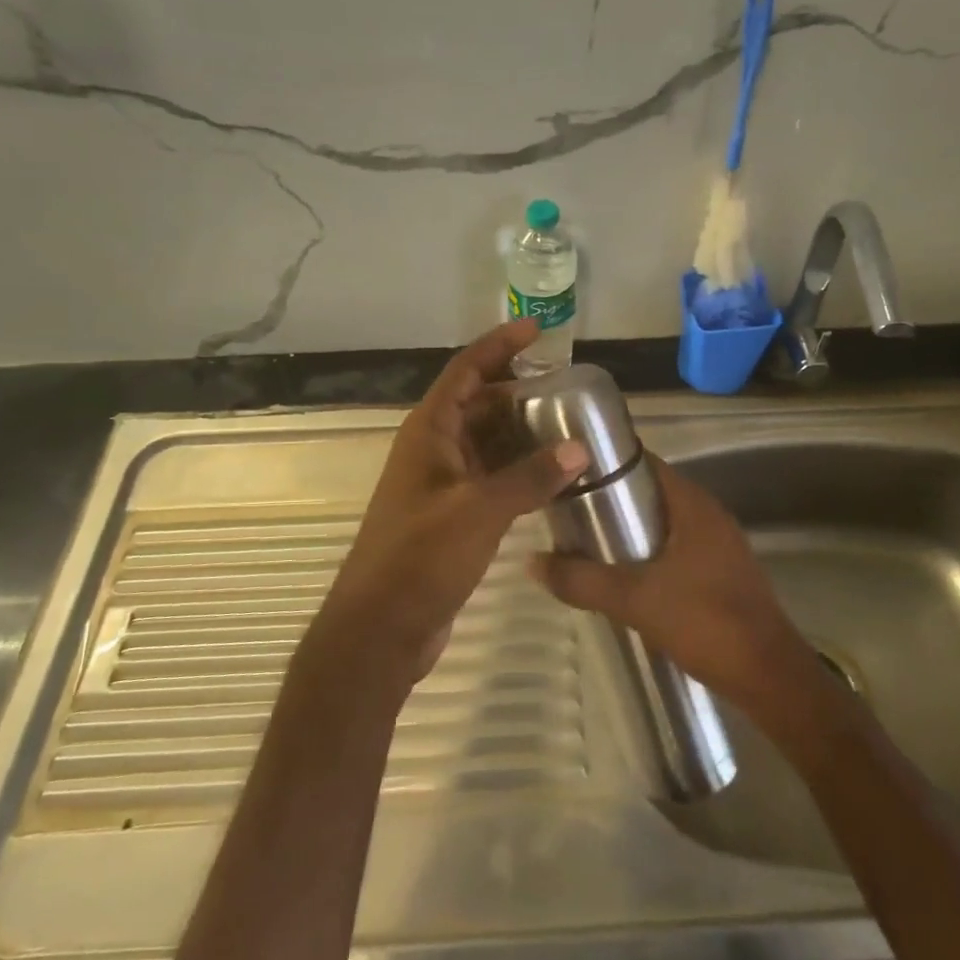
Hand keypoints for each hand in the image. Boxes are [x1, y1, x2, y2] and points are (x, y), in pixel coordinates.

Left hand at [313, 319, 589, 690]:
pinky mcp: (453, 516)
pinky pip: (491, 478)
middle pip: (479, 404)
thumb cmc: (420, 559)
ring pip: (487, 443)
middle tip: (566, 388)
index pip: (465, 372)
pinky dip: (519, 472)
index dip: (498, 346)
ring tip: (570, 428)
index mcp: (429, 433)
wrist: (381, 629)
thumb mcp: (479, 512)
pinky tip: (553, 478)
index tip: (535, 330)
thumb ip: (530, 478)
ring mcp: (442, 485)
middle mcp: (434, 450)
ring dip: (522, 434)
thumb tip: (578, 449)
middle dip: (518, 391)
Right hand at [529, 456, 818, 712]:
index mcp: (693, 506)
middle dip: (612, 501)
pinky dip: (649, 554)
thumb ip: (582, 579)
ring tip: (587, 542)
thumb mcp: (634, 599)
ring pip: (665, 524)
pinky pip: (677, 549)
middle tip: (568, 512)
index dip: (608, 463)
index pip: (646, 463)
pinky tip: (624, 577)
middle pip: (653, 493)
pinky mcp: (722, 574)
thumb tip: (531, 561)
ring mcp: (720, 546)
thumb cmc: (705, 622)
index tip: (570, 473)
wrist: (769, 677)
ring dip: (630, 531)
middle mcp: (709, 516)